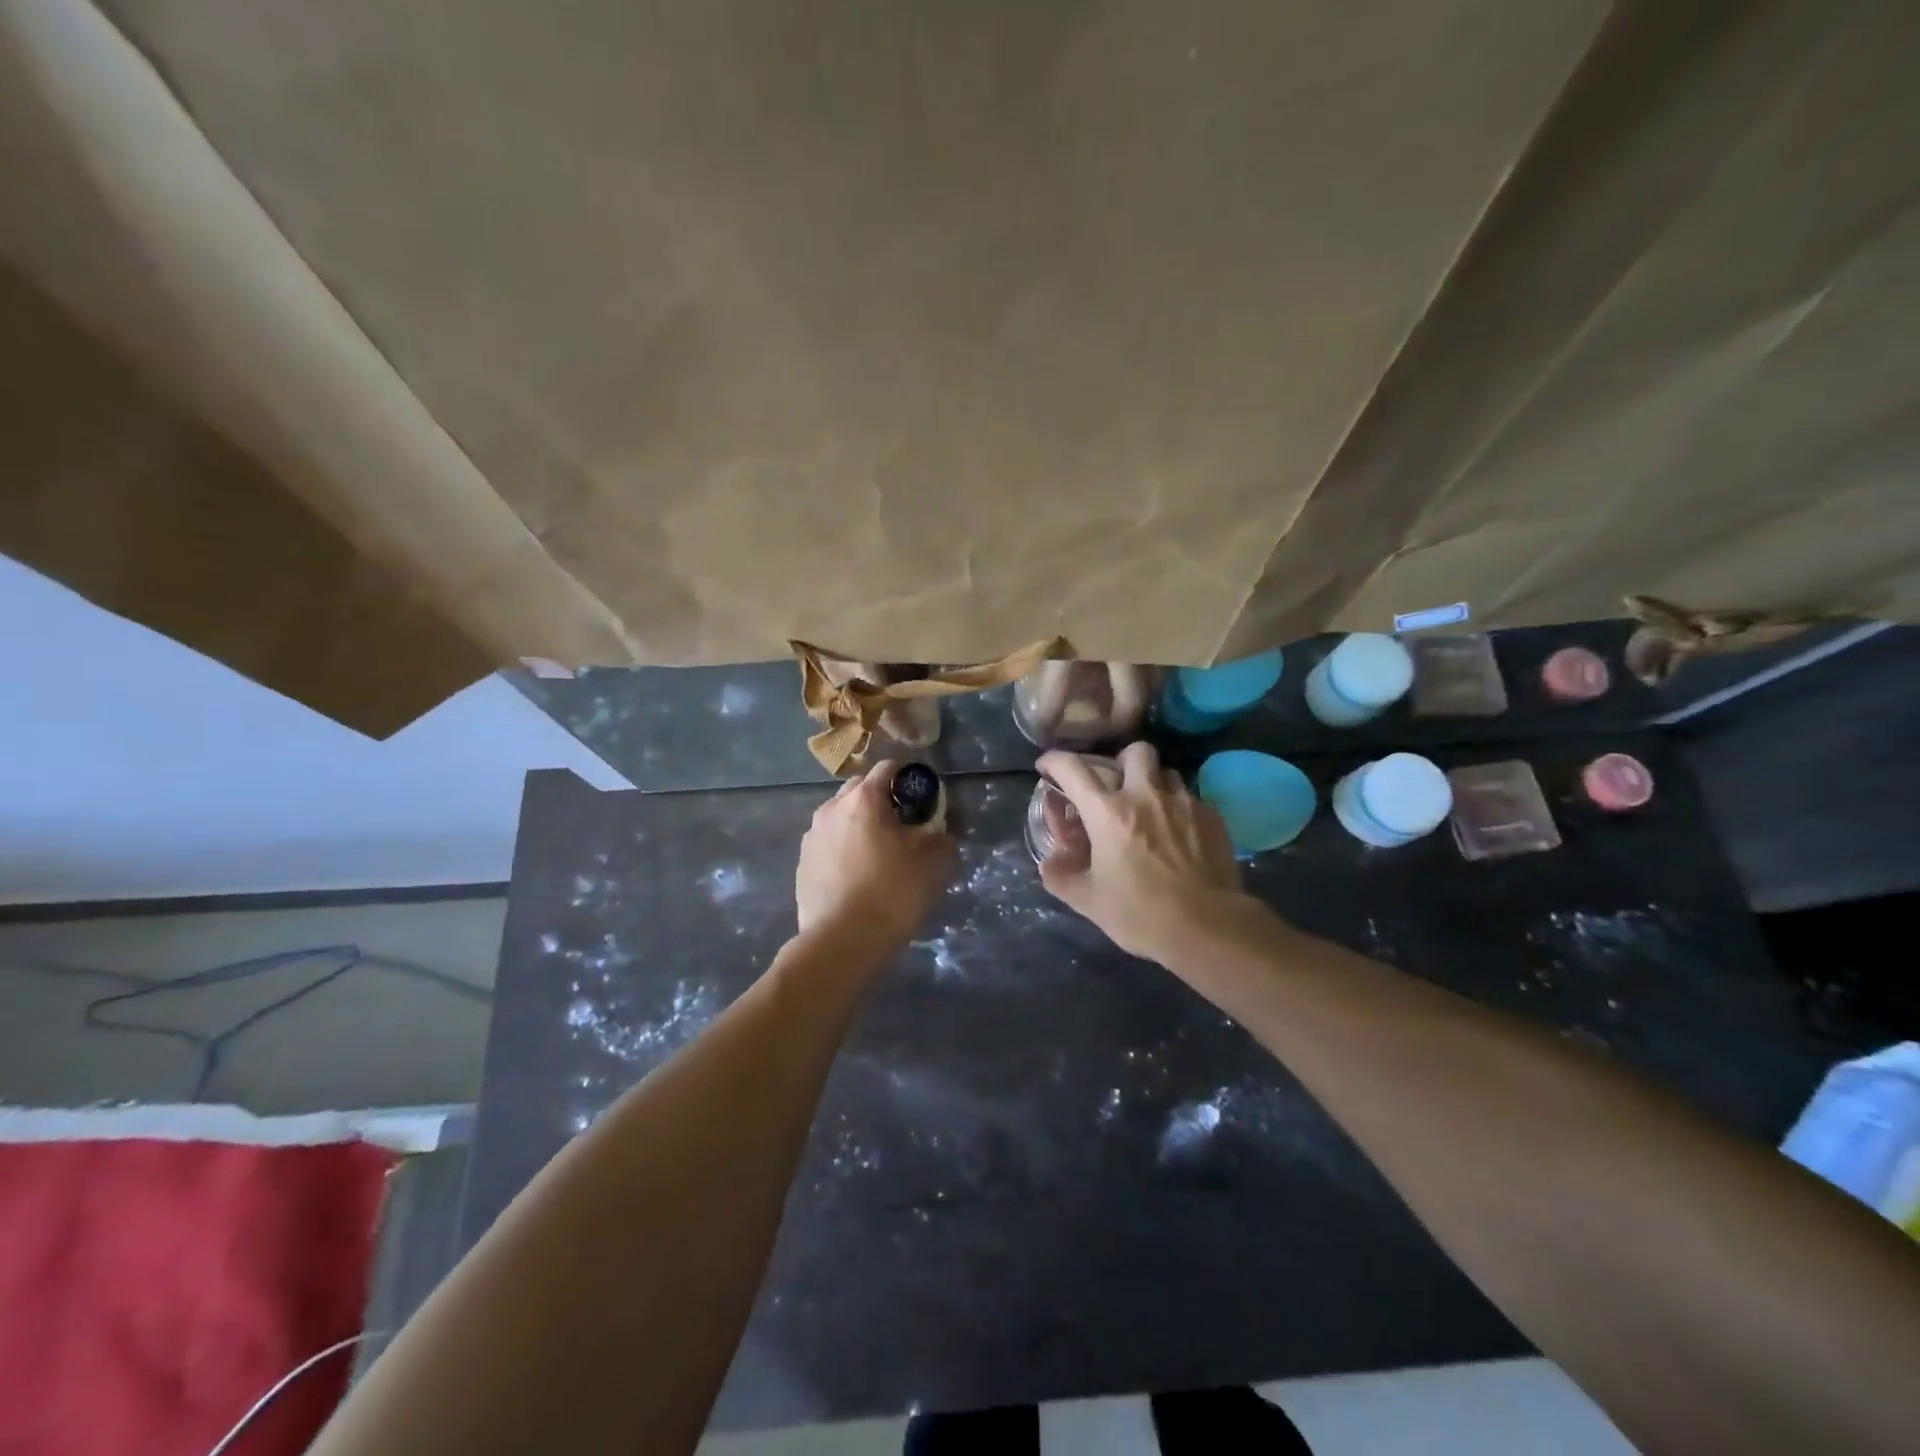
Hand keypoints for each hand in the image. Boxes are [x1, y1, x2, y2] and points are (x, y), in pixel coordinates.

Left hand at [796, 760, 955, 951]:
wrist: (841, 942)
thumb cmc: (891, 894)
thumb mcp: (933, 865)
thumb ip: (941, 839)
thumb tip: (939, 834)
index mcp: (864, 799)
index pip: (888, 768)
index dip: (909, 777)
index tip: (923, 796)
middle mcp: (832, 808)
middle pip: (860, 789)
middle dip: (881, 799)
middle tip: (903, 824)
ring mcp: (812, 836)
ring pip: (841, 816)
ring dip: (860, 823)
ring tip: (879, 851)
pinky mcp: (802, 863)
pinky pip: (829, 843)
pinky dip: (844, 848)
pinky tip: (858, 874)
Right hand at [1037, 743, 1246, 961]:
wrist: (1208, 928)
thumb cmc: (1141, 914)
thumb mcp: (1089, 901)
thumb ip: (1061, 877)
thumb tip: (1050, 863)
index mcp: (1108, 813)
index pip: (1073, 770)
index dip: (1054, 761)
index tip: (1047, 766)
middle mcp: (1145, 796)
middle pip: (1134, 751)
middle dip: (1120, 760)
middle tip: (1116, 784)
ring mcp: (1183, 803)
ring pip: (1166, 771)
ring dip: (1153, 783)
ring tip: (1150, 809)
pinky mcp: (1212, 817)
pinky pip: (1191, 798)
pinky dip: (1178, 808)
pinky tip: (1178, 834)